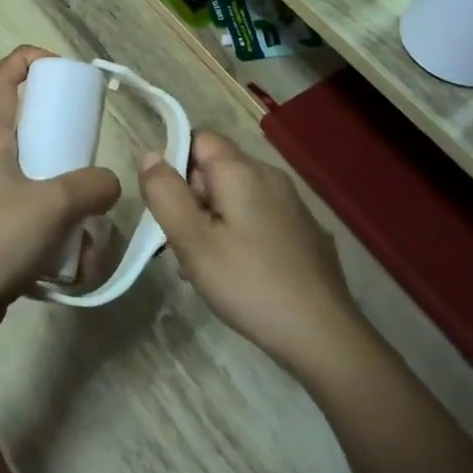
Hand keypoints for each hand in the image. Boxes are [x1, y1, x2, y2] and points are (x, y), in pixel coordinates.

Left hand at [0, 47, 120, 329]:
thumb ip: (91, 187)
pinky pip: (35, 226)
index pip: (1, 79)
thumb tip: (109, 184)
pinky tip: (73, 268)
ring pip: (39, 187)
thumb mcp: (52, 204)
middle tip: (92, 161)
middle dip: (67, 147)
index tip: (64, 69)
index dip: (29, 59)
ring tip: (87, 239)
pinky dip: (58, 242)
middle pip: (28, 133)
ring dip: (70, 210)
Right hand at [139, 131, 364, 374]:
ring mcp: (293, 205)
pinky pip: (259, 220)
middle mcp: (271, 177)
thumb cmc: (248, 282)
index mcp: (243, 171)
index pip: (200, 139)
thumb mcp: (192, 240)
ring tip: (204, 268)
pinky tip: (237, 275)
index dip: (175, 165)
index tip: (168, 206)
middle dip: (192, 201)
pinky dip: (239, 237)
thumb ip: (165, 194)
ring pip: (236, 199)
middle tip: (182, 244)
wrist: (322, 333)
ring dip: (212, 223)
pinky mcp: (304, 233)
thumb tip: (151, 155)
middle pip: (216, 170)